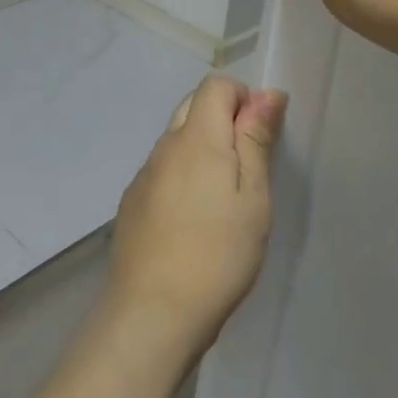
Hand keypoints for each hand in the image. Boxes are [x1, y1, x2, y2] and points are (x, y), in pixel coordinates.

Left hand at [104, 75, 285, 369]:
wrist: (152, 312)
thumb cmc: (217, 253)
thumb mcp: (252, 196)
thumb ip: (255, 139)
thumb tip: (266, 93)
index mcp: (196, 137)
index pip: (214, 85)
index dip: (242, 98)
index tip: (260, 137)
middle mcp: (165, 146)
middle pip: (192, 106)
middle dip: (222, 119)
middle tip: (247, 167)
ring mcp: (143, 174)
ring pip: (176, 139)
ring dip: (202, 149)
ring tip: (222, 200)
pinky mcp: (132, 201)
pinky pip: (162, 169)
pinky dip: (181, 176)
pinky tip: (192, 220)